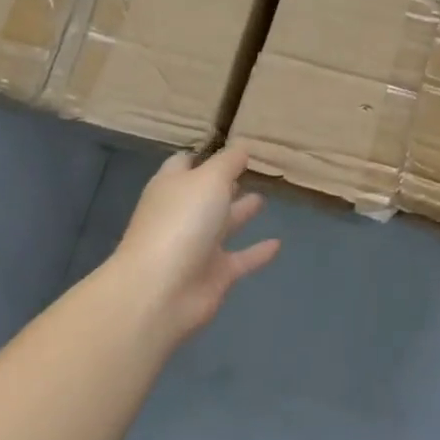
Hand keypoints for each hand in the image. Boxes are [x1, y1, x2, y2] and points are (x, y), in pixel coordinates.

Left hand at [109, 143, 279, 345]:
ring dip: (240, 212)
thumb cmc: (182, 222)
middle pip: (204, 194)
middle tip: (250, 170)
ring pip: (222, 225)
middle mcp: (182, 214)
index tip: (230, 147)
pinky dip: (257, 252)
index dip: (204, 155)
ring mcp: (196, 247)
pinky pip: (240, 259)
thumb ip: (229, 162)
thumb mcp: (210, 179)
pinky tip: (278, 244)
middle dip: (223, 183)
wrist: (161, 292)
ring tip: (263, 198)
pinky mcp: (213, 275)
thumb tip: (241, 148)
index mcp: (172, 187)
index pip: (185, 163)